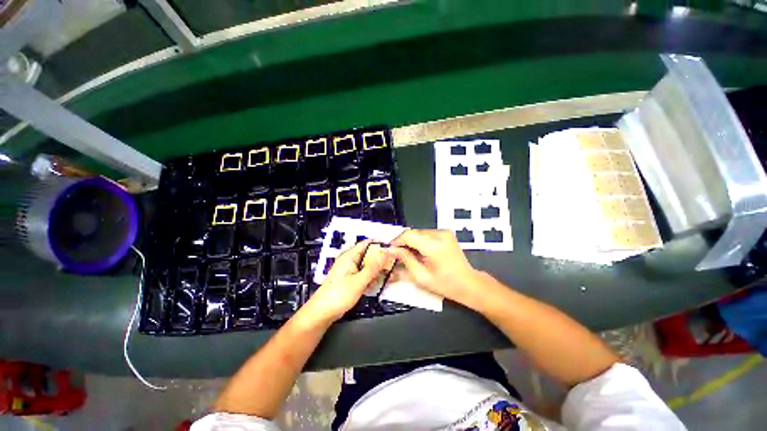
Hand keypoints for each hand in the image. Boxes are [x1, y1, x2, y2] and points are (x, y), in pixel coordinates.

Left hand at [302, 240, 393, 323]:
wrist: (323, 312)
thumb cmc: (338, 295)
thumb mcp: (359, 281)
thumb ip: (373, 268)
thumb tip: (385, 254)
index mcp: (349, 256)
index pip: (367, 243)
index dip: (379, 244)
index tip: (392, 248)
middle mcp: (350, 260)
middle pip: (369, 254)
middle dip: (381, 258)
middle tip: (393, 263)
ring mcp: (351, 270)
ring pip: (368, 265)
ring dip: (378, 269)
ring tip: (389, 274)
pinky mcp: (351, 279)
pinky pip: (365, 273)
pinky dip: (372, 276)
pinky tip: (379, 281)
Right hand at [388, 229, 483, 308]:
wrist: (469, 283)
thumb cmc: (445, 284)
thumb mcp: (421, 276)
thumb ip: (405, 259)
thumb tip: (391, 250)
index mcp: (434, 245)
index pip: (409, 235)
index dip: (396, 241)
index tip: (389, 249)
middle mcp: (440, 234)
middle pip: (414, 233)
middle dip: (403, 242)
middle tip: (397, 254)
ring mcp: (444, 232)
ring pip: (419, 233)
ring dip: (412, 242)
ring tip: (409, 255)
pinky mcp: (446, 233)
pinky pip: (427, 234)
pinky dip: (420, 241)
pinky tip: (420, 252)